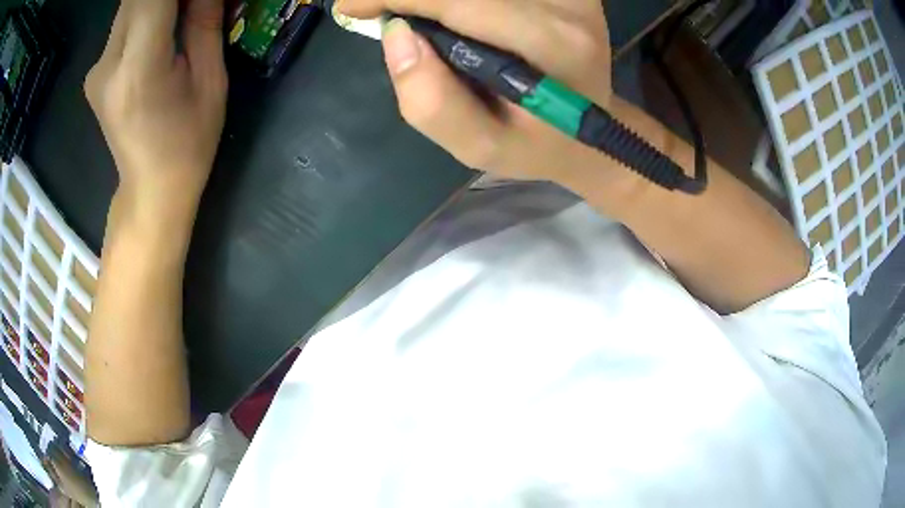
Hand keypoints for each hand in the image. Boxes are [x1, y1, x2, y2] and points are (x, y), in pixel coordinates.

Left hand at [85, 0, 226, 212]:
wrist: (150, 189)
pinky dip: (145, 11)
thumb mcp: (210, 80)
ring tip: (180, 16)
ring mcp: (96, 70)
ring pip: (128, 5)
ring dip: (156, 0)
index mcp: (139, 70)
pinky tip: (162, 25)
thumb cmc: (188, 143)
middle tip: (192, 6)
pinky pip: (122, 23)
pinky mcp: (95, 72)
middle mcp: (107, 65)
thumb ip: (204, 22)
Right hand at [341, 0, 613, 184]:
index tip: (350, 6)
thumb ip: (432, 101)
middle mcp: (569, 6)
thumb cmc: (535, 144)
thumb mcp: (480, 147)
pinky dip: (456, 0)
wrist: (590, 128)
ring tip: (405, 13)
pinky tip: (443, 11)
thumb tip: (396, 33)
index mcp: (555, 46)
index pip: (461, 2)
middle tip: (373, 8)